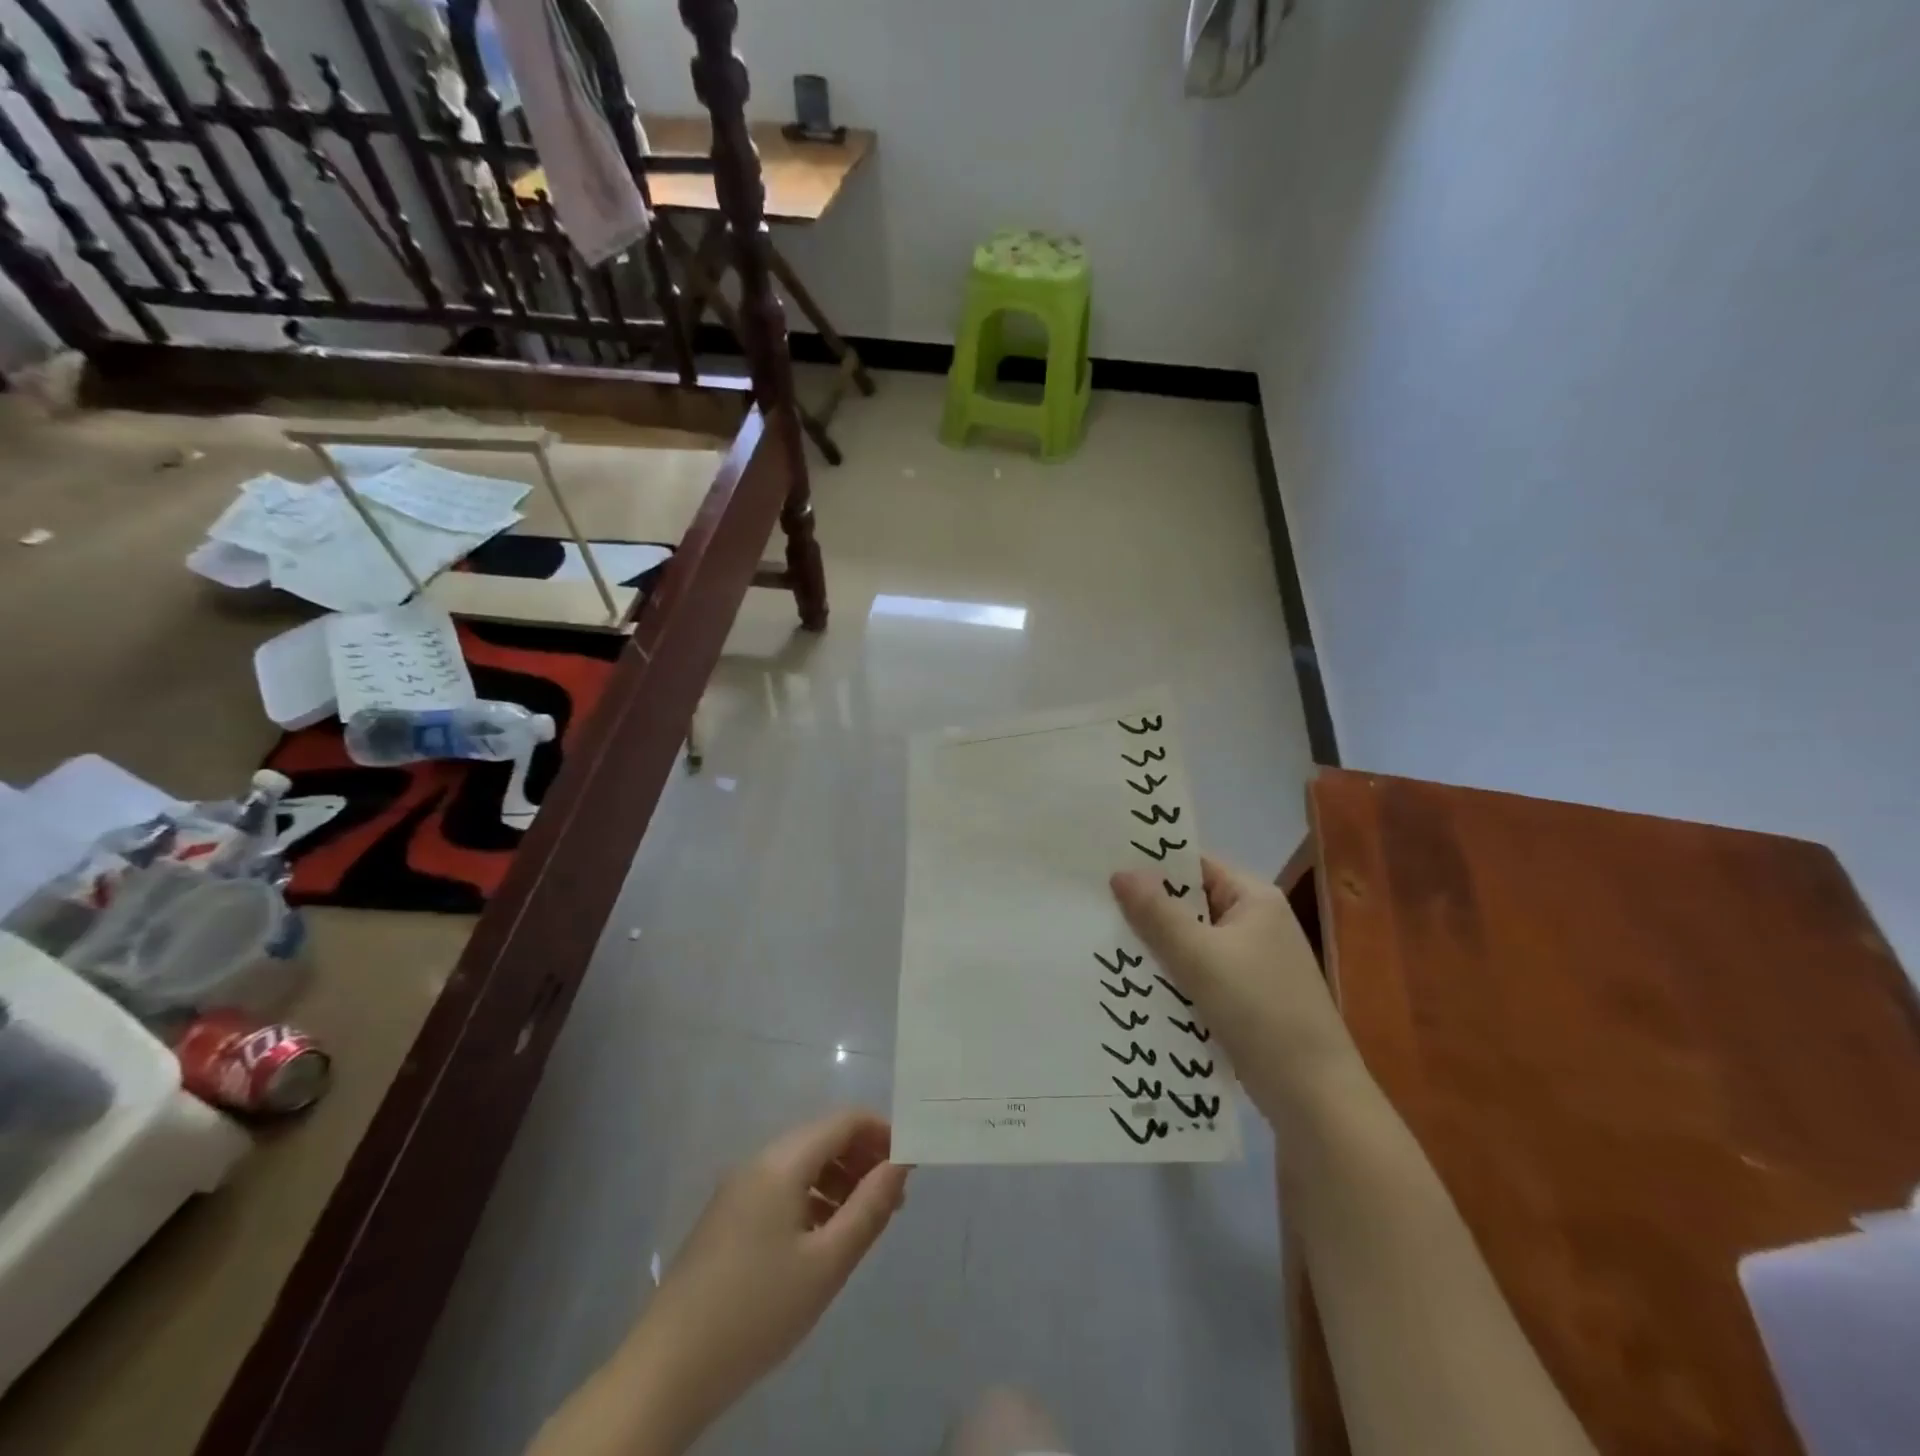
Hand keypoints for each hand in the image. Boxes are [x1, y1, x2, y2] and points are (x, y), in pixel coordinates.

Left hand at [623, 1110, 909, 1444]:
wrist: (667, 1371)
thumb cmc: (757, 1311)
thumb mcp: (826, 1263)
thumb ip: (869, 1208)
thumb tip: (901, 1164)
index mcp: (780, 1162)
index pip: (842, 1121)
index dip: (881, 1132)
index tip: (910, 1163)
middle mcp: (757, 1163)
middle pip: (821, 1139)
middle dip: (862, 1158)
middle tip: (893, 1199)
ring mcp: (737, 1190)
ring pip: (801, 1165)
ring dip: (839, 1180)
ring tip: (865, 1222)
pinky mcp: (727, 1218)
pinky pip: (781, 1189)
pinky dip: (812, 1199)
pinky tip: (824, 1239)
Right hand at [1111, 856, 1357, 1119]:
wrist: (1314, 1097)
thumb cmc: (1259, 1011)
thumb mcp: (1200, 958)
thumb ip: (1157, 914)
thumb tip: (1120, 872)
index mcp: (1255, 899)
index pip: (1196, 866)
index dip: (1153, 865)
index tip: (1106, 867)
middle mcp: (1256, 923)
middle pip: (1192, 904)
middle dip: (1148, 910)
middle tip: (1095, 907)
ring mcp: (1253, 963)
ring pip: (1192, 942)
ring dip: (1158, 947)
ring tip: (1104, 943)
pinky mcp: (1246, 998)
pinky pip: (1199, 973)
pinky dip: (1173, 976)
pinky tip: (1137, 983)